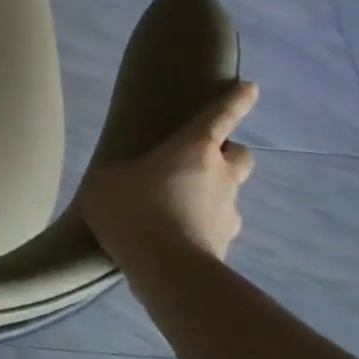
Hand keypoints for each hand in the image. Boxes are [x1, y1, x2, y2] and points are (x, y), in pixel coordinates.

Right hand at [76, 80, 258, 267]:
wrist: (167, 270)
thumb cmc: (135, 208)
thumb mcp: (108, 179)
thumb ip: (123, 172)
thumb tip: (129, 178)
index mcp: (194, 149)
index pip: (220, 116)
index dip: (235, 100)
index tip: (250, 88)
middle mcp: (221, 175)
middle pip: (239, 155)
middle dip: (226, 154)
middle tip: (197, 161)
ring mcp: (227, 213)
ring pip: (227, 193)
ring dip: (208, 195)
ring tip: (172, 208)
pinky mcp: (225, 246)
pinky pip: (213, 227)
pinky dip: (198, 227)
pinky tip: (171, 238)